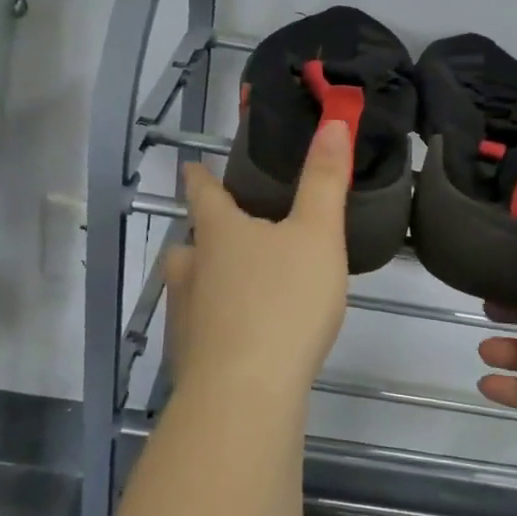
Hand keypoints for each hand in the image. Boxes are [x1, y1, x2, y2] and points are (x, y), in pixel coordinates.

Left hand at [164, 119, 352, 400]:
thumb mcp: (317, 235)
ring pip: (188, 286)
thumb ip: (324, 181)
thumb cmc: (284, 302)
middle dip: (203, 236)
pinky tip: (240, 339)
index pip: (204, 194)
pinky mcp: (188, 359)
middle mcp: (191, 269)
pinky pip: (200, 329)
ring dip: (205, 280)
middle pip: (189, 243)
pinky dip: (215, 324)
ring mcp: (184, 316)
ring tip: (235, 287)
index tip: (191, 165)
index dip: (199, 176)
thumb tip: (332, 122)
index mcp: (220, 233)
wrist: (245, 393)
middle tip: (226, 235)